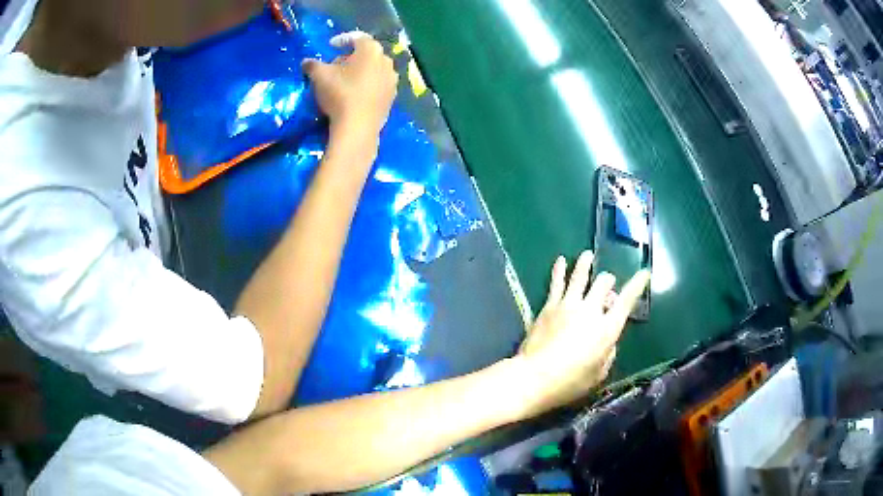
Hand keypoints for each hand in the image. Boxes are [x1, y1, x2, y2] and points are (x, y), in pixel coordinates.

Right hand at [302, 32, 397, 136]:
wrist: (358, 126)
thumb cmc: (339, 93)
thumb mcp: (319, 76)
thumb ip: (312, 65)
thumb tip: (306, 62)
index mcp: (371, 50)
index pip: (357, 37)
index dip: (342, 39)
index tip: (331, 46)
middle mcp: (386, 61)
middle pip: (367, 53)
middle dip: (351, 56)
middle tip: (336, 65)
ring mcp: (392, 79)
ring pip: (374, 69)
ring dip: (361, 70)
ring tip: (346, 80)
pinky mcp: (392, 96)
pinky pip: (378, 84)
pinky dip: (368, 84)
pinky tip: (356, 94)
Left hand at [512, 251, 649, 417]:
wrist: (534, 377)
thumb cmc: (570, 382)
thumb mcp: (599, 374)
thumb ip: (608, 354)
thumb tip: (608, 341)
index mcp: (607, 329)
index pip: (627, 301)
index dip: (637, 285)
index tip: (644, 273)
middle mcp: (591, 311)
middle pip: (604, 284)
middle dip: (609, 281)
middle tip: (607, 284)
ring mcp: (568, 305)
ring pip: (580, 276)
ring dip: (586, 264)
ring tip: (588, 255)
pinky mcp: (549, 306)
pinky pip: (557, 283)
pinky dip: (560, 269)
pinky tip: (561, 260)